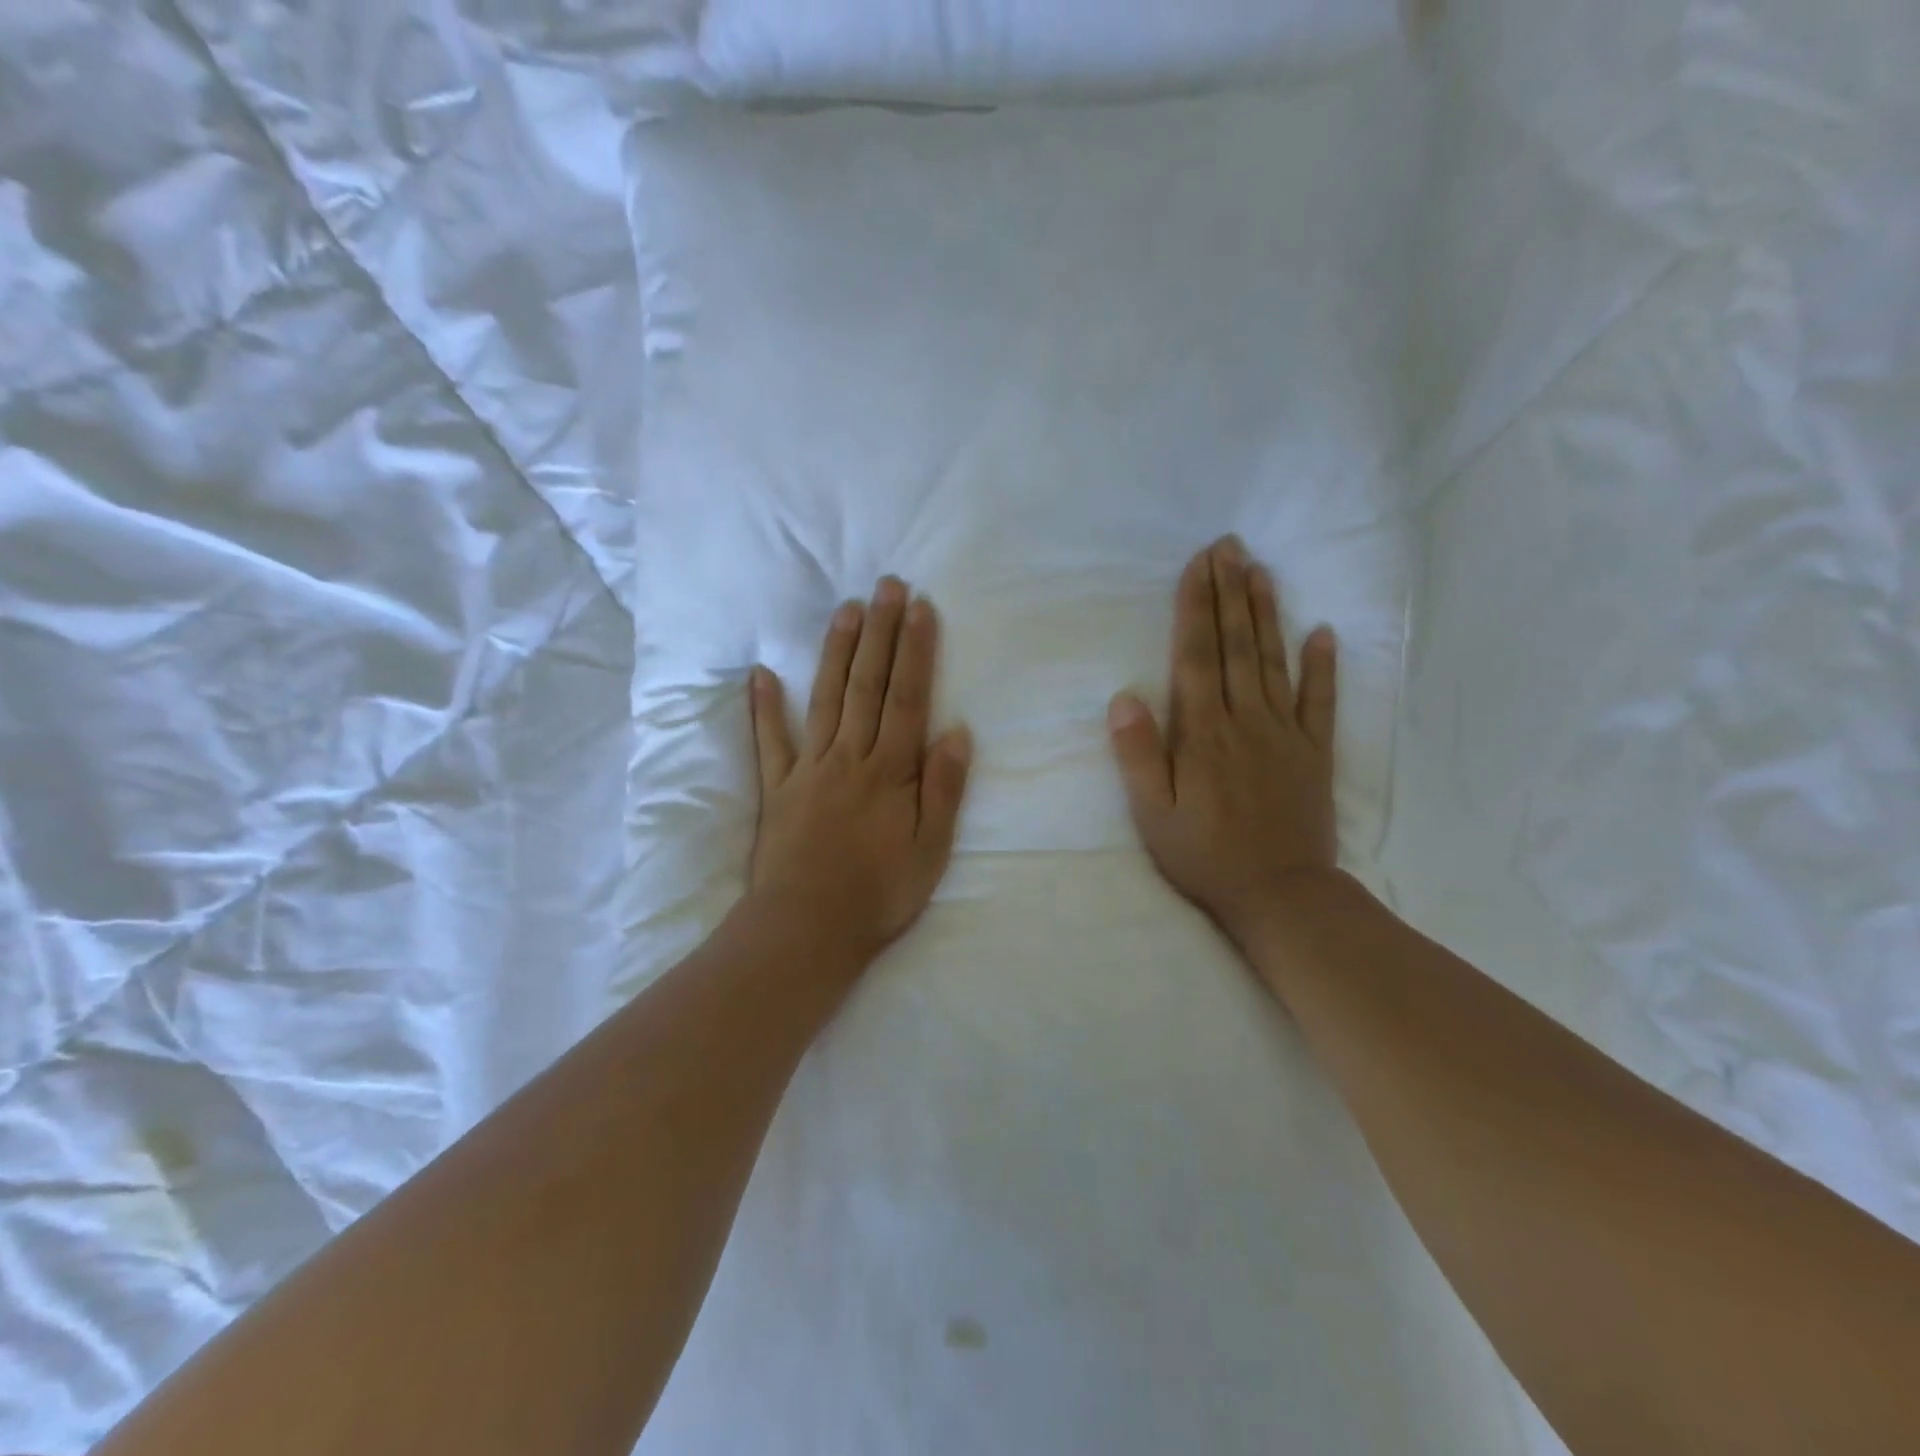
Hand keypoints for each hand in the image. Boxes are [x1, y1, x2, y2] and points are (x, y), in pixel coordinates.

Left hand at [748, 576, 972, 962]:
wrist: (806, 929)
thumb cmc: (878, 894)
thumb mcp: (931, 849)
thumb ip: (943, 787)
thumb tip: (956, 730)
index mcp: (890, 770)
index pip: (908, 697)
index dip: (916, 650)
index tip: (920, 608)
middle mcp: (849, 757)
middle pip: (868, 685)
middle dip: (880, 633)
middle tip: (886, 585)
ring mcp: (808, 768)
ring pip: (825, 699)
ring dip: (836, 652)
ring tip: (846, 610)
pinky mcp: (777, 788)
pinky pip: (770, 741)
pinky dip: (764, 707)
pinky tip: (761, 674)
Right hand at [1107, 537, 1338, 953]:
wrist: (1280, 894)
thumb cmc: (1204, 855)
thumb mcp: (1152, 814)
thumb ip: (1138, 754)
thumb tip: (1124, 696)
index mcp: (1202, 732)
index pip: (1197, 656)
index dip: (1196, 607)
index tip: (1198, 565)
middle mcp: (1245, 720)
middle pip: (1236, 645)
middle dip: (1229, 592)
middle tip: (1228, 547)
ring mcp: (1285, 733)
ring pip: (1273, 661)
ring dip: (1266, 613)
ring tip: (1260, 570)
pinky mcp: (1315, 752)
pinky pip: (1321, 701)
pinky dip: (1323, 666)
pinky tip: (1322, 632)